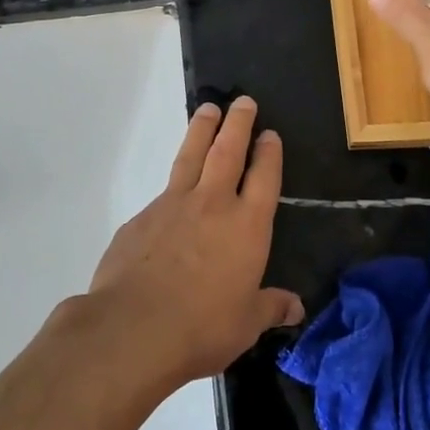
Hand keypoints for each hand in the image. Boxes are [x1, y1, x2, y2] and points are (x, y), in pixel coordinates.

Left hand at [86, 97, 303, 385]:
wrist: (133, 328)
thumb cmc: (202, 327)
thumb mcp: (246, 324)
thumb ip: (270, 307)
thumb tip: (296, 307)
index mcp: (247, 226)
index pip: (264, 177)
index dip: (269, 153)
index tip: (270, 134)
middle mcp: (213, 204)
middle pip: (228, 151)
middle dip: (238, 123)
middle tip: (243, 101)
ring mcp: (173, 206)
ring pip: (191, 156)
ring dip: (202, 130)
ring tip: (208, 109)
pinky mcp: (141, 218)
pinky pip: (162, 193)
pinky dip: (172, 184)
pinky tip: (171, 194)